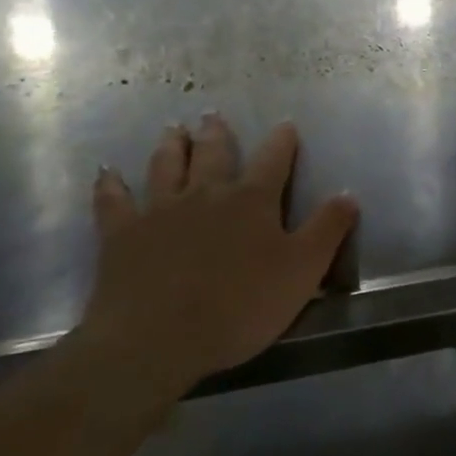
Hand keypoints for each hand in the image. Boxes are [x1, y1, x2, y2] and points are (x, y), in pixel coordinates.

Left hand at [79, 114, 357, 387]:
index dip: (282, 142)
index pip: (273, 160)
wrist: (157, 339)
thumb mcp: (303, 270)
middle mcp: (206, 194)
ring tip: (173, 130)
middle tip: (212, 116)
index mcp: (252, 200)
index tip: (286, 126)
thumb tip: (348, 194)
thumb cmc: (241, 306)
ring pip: (166, 166)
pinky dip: (111, 185)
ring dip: (171, 146)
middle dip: (217, 134)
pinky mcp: (121, 235)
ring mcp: (159, 211)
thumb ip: (328, 229)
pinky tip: (108, 173)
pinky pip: (113, 201)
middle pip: (214, 154)